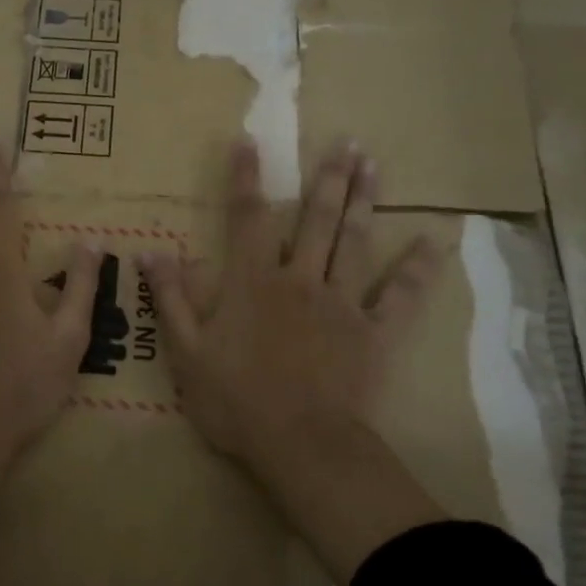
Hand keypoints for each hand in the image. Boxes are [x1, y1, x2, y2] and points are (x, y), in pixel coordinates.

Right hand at [140, 138, 447, 581]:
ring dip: (364, 201)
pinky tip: (434, 242)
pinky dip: (417, 269)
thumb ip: (171, 299)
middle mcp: (299, 279)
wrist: (300, 444)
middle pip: (315, 219)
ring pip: (354, 242)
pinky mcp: (373, 333)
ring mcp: (341, 303)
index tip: (249, 140)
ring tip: (373, 164)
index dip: (246, 178)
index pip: (247, 218)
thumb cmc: (235, 401)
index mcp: (252, 283)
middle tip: (346, 141)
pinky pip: (400, 296)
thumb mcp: (187, 353)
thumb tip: (151, 253)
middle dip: (327, 177)